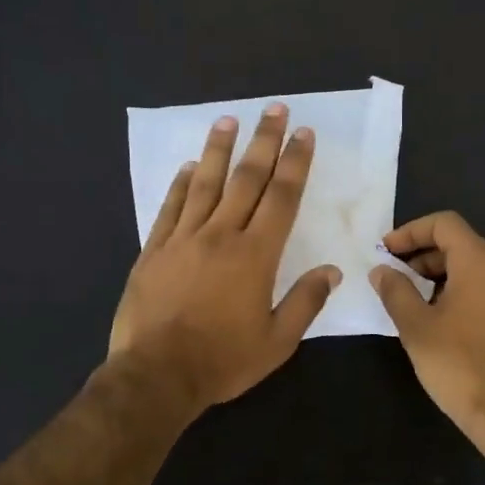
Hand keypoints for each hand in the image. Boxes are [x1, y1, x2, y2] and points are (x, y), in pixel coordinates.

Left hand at [109, 105, 340, 415]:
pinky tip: (186, 167)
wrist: (155, 375)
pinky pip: (169, 208)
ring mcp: (182, 239)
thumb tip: (331, 271)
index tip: (303, 134)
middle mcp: (220, 235)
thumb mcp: (276, 342)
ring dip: (218, 150)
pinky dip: (179, 185)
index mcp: (255, 255)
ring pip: (204, 184)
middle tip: (274, 109)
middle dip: (264, 141)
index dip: (295, 163)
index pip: (281, 197)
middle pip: (246, 179)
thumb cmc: (222, 361)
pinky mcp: (153, 251)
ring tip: (228, 120)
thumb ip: (305, 302)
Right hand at [369, 212, 484, 449]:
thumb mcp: (417, 327)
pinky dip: (460, 290)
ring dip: (440, 275)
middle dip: (423, 255)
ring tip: (412, 301)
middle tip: (394, 278)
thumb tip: (382, 270)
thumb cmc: (460, 366)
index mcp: (482, 263)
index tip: (385, 252)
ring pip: (474, 267)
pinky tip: (440, 319)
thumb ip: (396, 291)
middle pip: (460, 244)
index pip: (445, 224)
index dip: (411, 231)